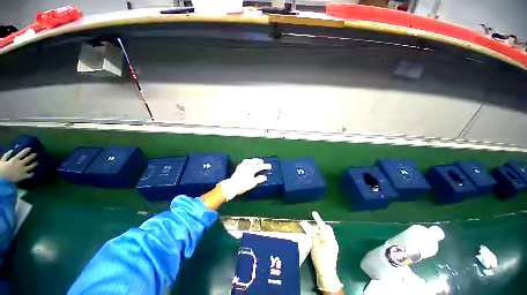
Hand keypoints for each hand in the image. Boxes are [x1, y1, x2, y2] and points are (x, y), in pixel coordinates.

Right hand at [0, 148, 37, 182]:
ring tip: (37, 162)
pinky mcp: (24, 176)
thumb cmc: (1, 169)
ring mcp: (23, 170)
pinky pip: (30, 175)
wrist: (1, 179)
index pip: (23, 153)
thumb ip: (7, 155)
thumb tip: (11, 150)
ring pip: (32, 166)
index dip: (27, 150)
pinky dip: (32, 173)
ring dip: (35, 164)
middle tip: (36, 154)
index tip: (30, 148)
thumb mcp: (2, 160)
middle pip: (29, 159)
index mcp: (15, 159)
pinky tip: (33, 172)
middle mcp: (20, 164)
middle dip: (33, 155)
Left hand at [218, 158, 271, 200]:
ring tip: (255, 161)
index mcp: (252, 169)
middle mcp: (248, 165)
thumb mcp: (253, 183)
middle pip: (255, 161)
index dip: (266, 166)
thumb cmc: (243, 185)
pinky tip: (247, 163)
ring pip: (249, 160)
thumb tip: (265, 177)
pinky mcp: (238, 167)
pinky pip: (244, 162)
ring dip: (253, 160)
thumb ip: (259, 179)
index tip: (270, 166)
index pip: (261, 166)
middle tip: (262, 162)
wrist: (232, 185)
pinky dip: (248, 161)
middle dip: (259, 161)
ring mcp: (242, 165)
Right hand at [304, 211, 342, 292]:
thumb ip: (312, 233)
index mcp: (328, 237)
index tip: (313, 213)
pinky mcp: (332, 250)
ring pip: (327, 234)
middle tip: (312, 225)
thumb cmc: (320, 257)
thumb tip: (307, 225)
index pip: (323, 225)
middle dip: (319, 225)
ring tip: (313, 233)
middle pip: (326, 229)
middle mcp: (332, 240)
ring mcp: (333, 246)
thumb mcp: (314, 244)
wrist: (327, 273)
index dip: (318, 219)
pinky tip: (317, 240)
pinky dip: (321, 237)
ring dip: (320, 231)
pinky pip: (327, 239)